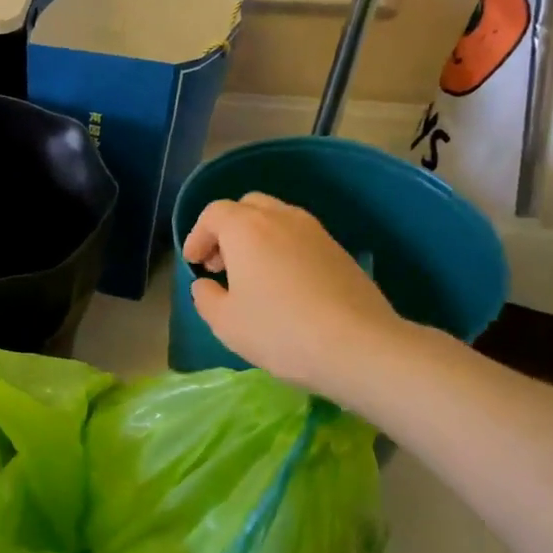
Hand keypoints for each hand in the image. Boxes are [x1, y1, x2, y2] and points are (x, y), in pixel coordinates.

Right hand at [183, 192, 407, 394]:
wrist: (358, 345)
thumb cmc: (279, 330)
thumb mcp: (225, 322)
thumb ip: (205, 297)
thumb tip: (206, 285)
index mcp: (246, 228)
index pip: (213, 214)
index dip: (197, 236)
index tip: (194, 264)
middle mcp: (281, 218)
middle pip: (247, 207)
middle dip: (227, 230)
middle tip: (221, 264)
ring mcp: (315, 231)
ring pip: (276, 220)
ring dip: (257, 239)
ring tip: (252, 277)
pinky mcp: (339, 250)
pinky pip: (299, 238)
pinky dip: (282, 250)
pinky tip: (284, 287)